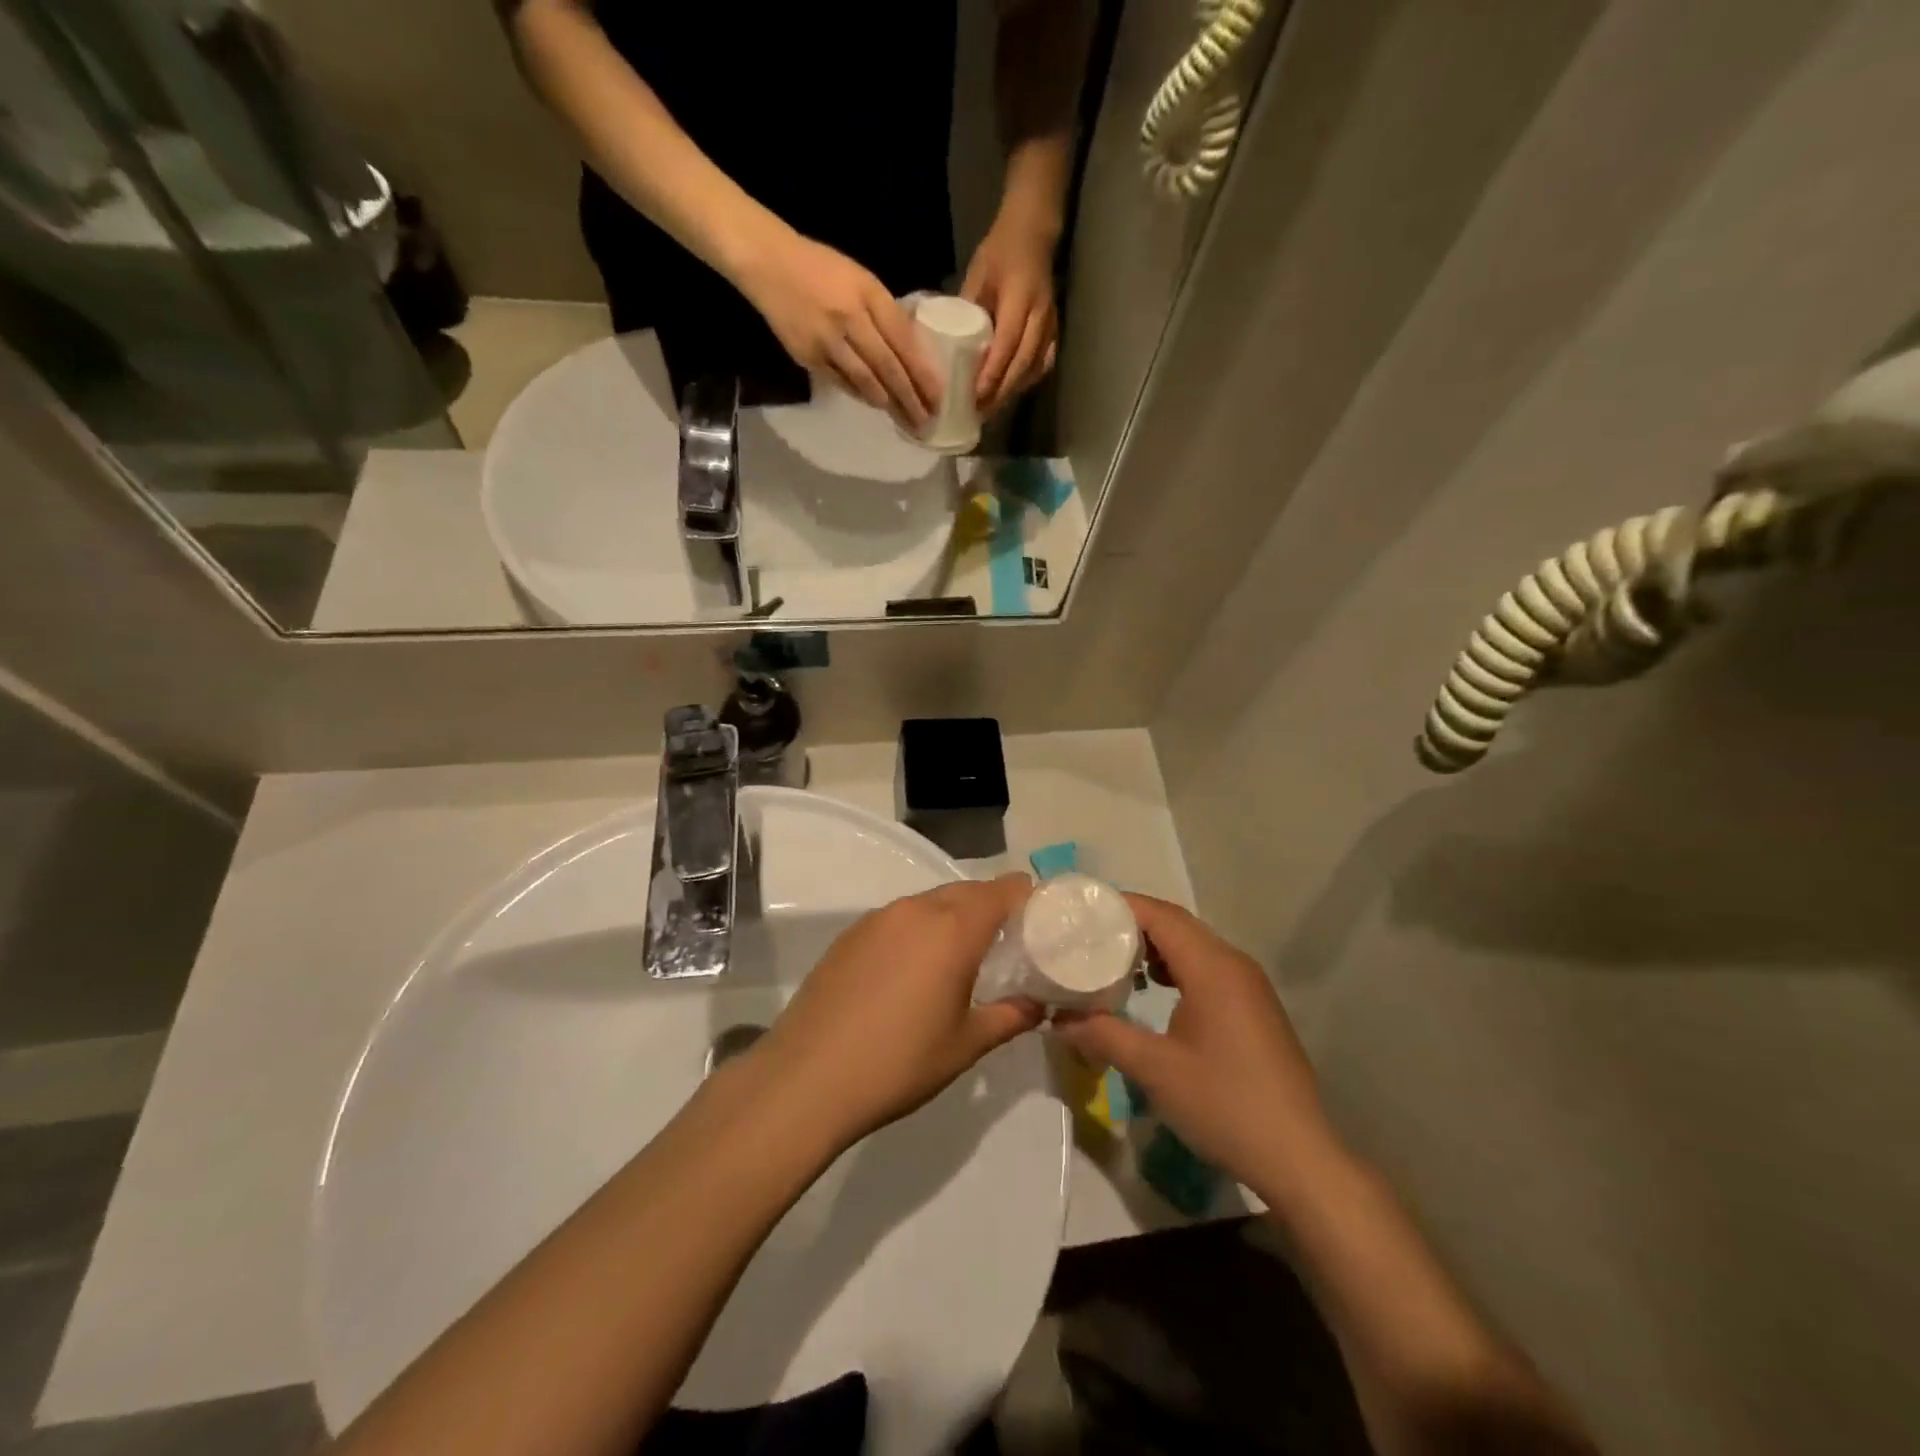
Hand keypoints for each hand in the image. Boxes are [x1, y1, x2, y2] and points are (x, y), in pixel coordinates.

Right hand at [734, 227, 940, 428]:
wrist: (769, 264)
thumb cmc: (822, 269)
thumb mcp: (862, 280)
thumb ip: (886, 313)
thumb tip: (913, 351)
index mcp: (868, 295)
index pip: (904, 342)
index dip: (923, 373)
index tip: (938, 397)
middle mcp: (850, 319)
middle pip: (888, 368)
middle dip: (910, 398)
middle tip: (927, 421)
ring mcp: (828, 341)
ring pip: (866, 381)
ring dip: (889, 404)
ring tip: (906, 420)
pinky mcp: (809, 356)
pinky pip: (842, 382)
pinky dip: (863, 395)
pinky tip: (877, 405)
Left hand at [757, 875, 1044, 1145]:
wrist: (807, 1077)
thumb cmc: (899, 1062)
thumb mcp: (966, 1045)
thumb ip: (1010, 1017)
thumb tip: (1037, 1005)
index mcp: (953, 928)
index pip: (1003, 890)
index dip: (1028, 897)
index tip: (1043, 921)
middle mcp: (916, 909)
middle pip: (967, 891)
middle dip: (992, 908)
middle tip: (1008, 945)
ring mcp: (878, 918)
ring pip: (931, 902)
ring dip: (954, 918)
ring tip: (961, 959)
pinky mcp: (850, 934)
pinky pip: (900, 918)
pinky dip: (919, 930)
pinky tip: (913, 970)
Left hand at [961, 212, 1058, 416]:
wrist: (1033, 234)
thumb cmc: (1000, 252)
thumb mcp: (977, 276)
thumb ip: (967, 311)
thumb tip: (948, 347)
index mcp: (1020, 297)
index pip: (1008, 344)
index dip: (992, 373)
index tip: (975, 396)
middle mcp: (1040, 315)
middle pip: (1022, 364)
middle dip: (1001, 392)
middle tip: (979, 413)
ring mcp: (1050, 325)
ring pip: (1033, 368)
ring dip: (1012, 392)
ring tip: (990, 409)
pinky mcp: (1053, 331)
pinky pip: (1042, 364)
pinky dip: (1026, 382)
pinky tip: (1010, 393)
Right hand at [1055, 895, 1341, 1204]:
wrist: (1298, 1157)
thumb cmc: (1224, 1104)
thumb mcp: (1154, 1069)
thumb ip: (1103, 1036)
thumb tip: (1059, 1020)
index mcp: (1212, 967)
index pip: (1160, 915)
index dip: (1120, 906)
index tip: (1082, 914)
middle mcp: (1234, 964)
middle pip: (1177, 924)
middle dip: (1132, 924)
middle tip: (1088, 936)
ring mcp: (1249, 985)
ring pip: (1194, 946)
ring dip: (1154, 947)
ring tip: (1114, 961)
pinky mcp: (1254, 1007)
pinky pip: (1208, 968)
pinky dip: (1176, 967)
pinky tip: (1154, 990)